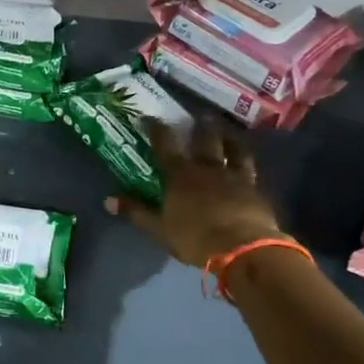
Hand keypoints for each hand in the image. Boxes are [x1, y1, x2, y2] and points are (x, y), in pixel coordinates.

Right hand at [106, 118, 283, 267]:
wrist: (243, 248)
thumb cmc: (194, 237)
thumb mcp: (159, 228)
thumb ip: (136, 211)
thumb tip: (107, 200)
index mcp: (180, 175)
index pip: (165, 144)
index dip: (156, 129)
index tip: (149, 117)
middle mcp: (207, 168)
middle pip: (205, 139)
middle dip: (200, 126)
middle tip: (200, 115)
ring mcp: (235, 176)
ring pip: (234, 149)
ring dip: (229, 138)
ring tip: (227, 131)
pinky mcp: (255, 189)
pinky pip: (251, 169)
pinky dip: (246, 162)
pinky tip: (247, 163)